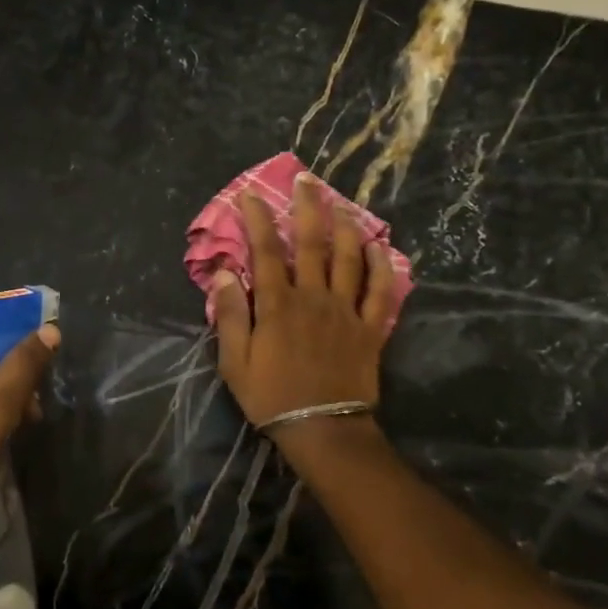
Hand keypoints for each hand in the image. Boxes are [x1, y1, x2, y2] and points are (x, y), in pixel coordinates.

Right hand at [211, 175, 396, 434]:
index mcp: (279, 304)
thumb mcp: (235, 362)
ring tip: (342, 203)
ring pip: (349, 258)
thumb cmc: (272, 397)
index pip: (266, 251)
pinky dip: (382, 266)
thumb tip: (225, 273)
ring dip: (346, 226)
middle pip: (313, 243)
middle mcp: (314, 298)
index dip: (258, 219)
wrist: (323, 429)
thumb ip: (231, 315)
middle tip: (307, 179)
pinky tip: (380, 247)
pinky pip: (380, 291)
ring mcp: (346, 311)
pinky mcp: (370, 328)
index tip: (250, 194)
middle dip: (308, 207)